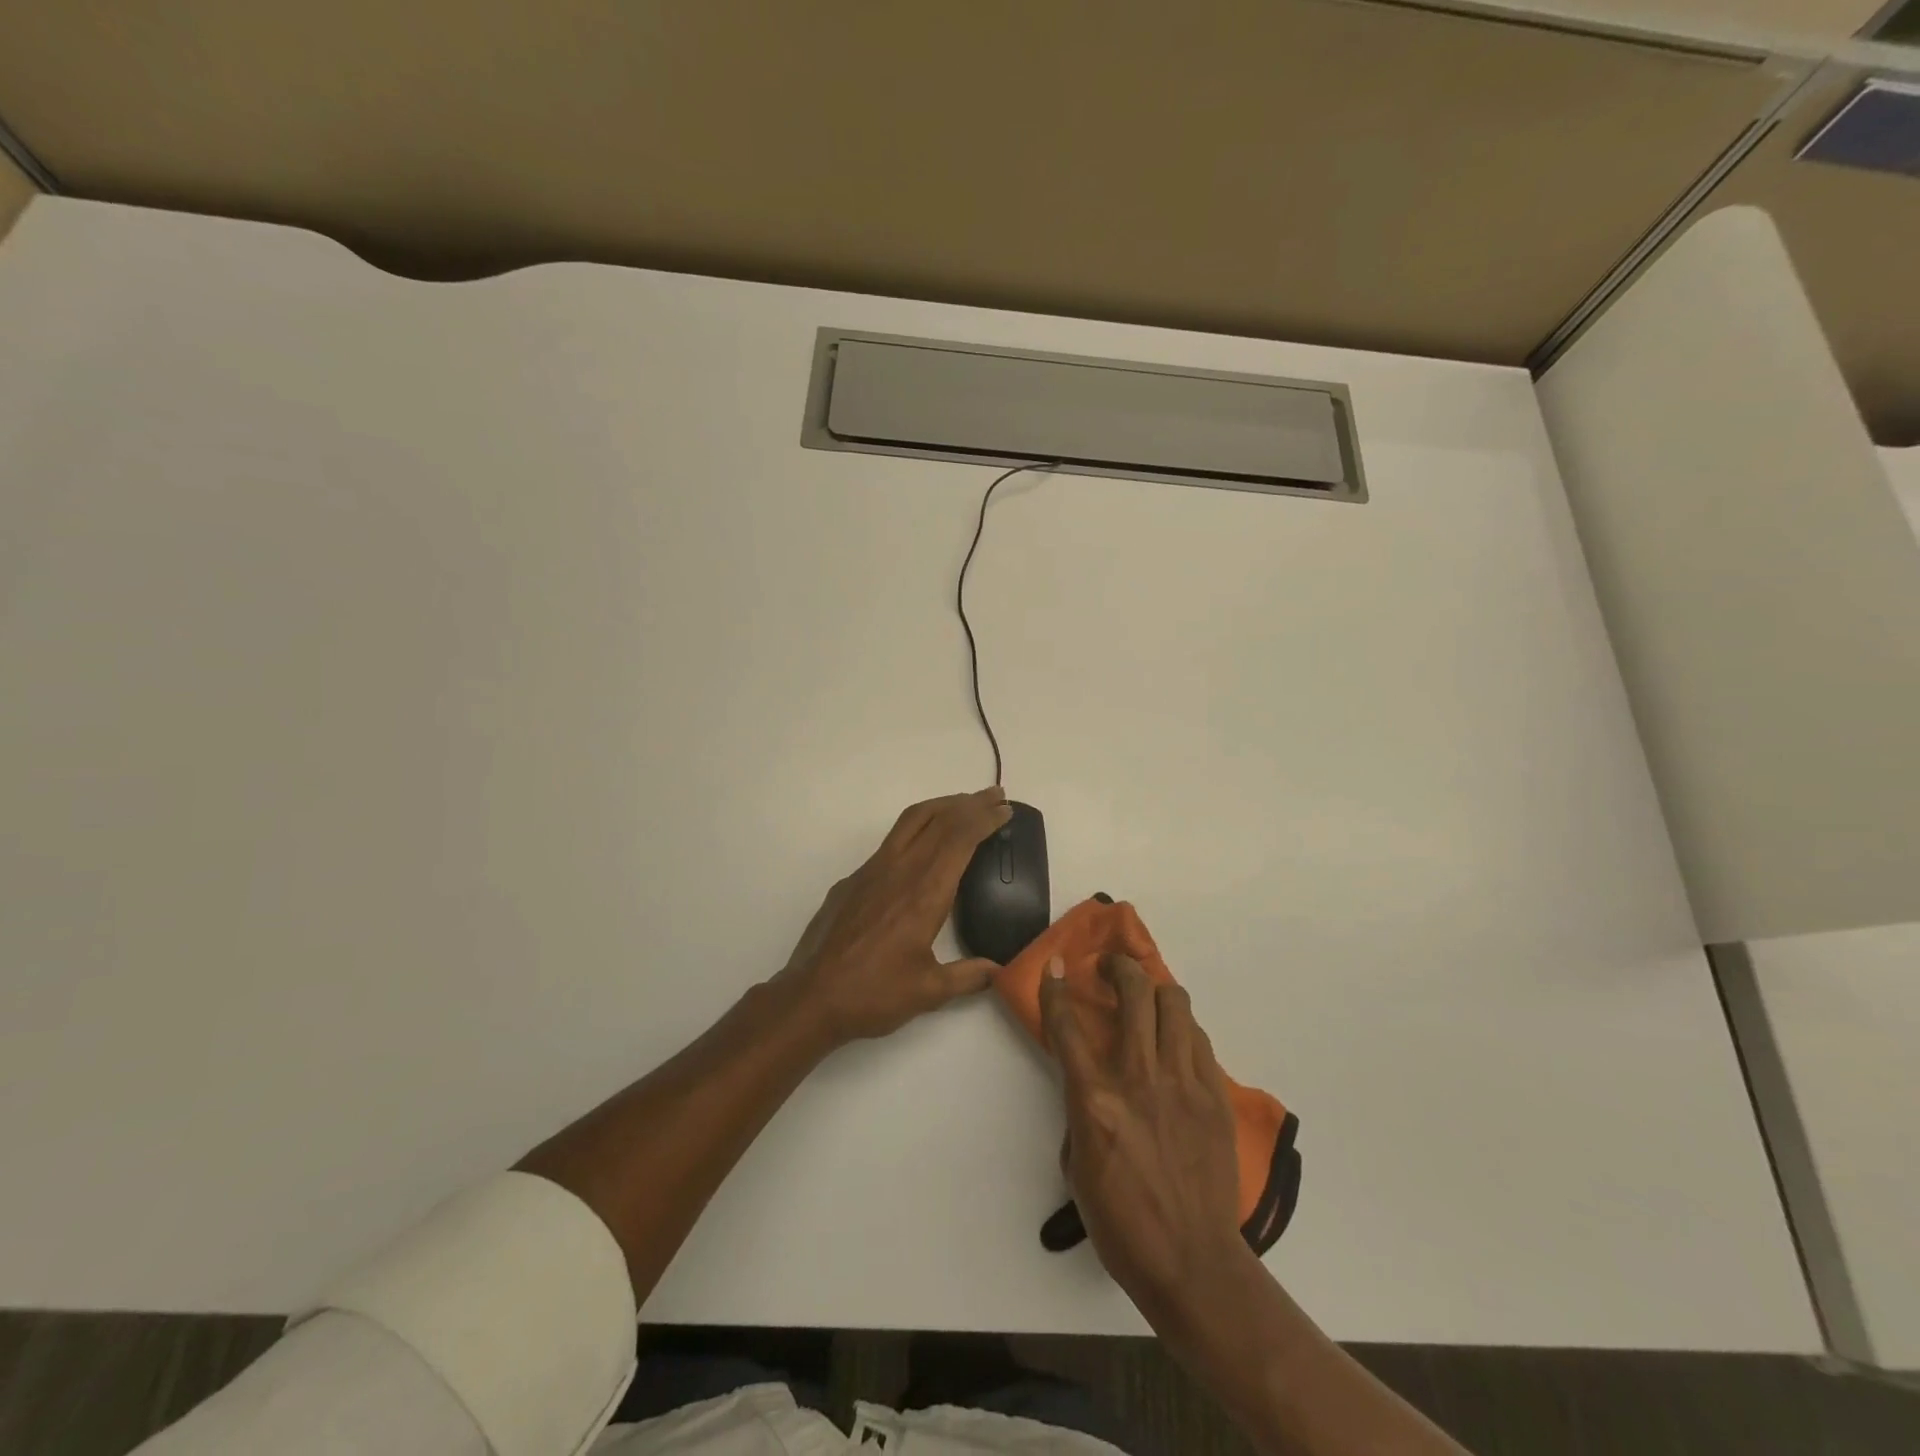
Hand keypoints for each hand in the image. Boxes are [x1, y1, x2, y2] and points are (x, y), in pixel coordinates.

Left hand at [778, 788, 1012, 1045]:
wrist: (810, 996)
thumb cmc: (873, 994)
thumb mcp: (929, 991)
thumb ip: (968, 976)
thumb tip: (998, 970)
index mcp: (925, 892)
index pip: (960, 839)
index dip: (985, 818)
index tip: (1005, 810)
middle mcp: (899, 870)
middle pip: (939, 820)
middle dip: (970, 803)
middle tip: (995, 795)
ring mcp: (872, 870)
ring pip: (911, 821)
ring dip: (941, 806)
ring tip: (963, 804)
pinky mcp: (853, 879)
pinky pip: (891, 841)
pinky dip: (916, 828)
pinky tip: (922, 847)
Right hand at [1042, 954, 1251, 1317]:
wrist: (1193, 1262)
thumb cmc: (1122, 1224)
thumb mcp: (1078, 1166)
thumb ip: (1080, 1112)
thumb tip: (1091, 1084)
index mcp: (1095, 1101)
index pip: (1068, 1027)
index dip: (1057, 988)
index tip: (1056, 965)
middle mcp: (1139, 1079)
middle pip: (1133, 993)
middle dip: (1118, 967)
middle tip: (1110, 968)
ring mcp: (1183, 1083)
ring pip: (1174, 1004)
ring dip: (1155, 989)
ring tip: (1146, 995)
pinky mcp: (1215, 1095)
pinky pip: (1198, 1039)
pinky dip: (1182, 1028)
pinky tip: (1174, 1040)